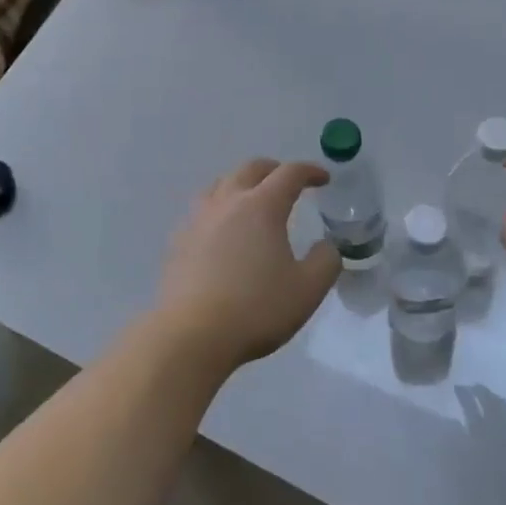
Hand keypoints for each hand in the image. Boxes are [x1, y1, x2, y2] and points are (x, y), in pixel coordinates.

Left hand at [151, 158, 341, 371]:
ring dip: (241, 184)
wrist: (192, 334)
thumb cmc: (256, 308)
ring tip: (252, 200)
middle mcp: (227, 202)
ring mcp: (198, 220)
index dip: (309, 171)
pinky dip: (219, 209)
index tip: (323, 179)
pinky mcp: (178, 241)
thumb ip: (326, 261)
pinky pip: (201, 212)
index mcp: (261, 207)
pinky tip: (222, 231)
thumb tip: (326, 246)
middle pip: (250, 169)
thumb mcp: (308, 289)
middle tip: (288, 182)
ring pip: (220, 185)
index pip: (289, 174)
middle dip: (273, 170)